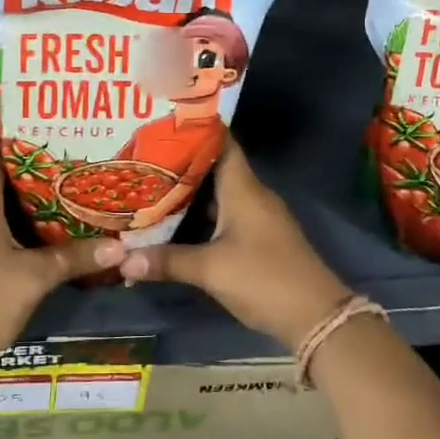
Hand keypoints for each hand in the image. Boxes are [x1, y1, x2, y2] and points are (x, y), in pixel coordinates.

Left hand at [0, 142, 122, 369]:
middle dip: (27, 164)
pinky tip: (35, 225)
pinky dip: (6, 216)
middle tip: (65, 156)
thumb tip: (120, 247)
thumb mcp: (36, 276)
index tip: (49, 127)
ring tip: (58, 185)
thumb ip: (76, 257)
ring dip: (18, 192)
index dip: (16, 134)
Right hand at [118, 141, 351, 352]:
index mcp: (243, 187)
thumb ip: (166, 261)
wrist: (316, 318)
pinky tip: (173, 220)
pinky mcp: (256, 239)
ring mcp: (256, 217)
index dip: (195, 128)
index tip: (162, 120)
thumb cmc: (264, 278)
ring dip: (187, 191)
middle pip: (213, 167)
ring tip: (148, 183)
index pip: (221, 142)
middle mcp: (250, 195)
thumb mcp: (211, 269)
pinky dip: (199, 214)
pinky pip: (222, 215)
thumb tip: (123, 258)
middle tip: (141, 154)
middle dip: (179, 161)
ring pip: (216, 194)